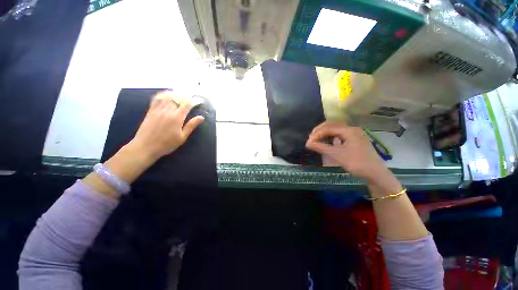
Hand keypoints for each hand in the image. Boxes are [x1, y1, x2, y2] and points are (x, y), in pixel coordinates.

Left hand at [128, 91, 204, 161]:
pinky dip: (162, 95)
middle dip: (185, 96)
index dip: (193, 101)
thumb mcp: (182, 137)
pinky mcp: (150, 111)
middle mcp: (167, 111)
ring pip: (167, 97)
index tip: (198, 101)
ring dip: (175, 94)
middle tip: (190, 97)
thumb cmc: (167, 144)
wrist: (145, 147)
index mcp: (177, 117)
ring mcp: (158, 110)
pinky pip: (156, 99)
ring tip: (180, 94)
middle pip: (177, 99)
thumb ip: (191, 125)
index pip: (187, 104)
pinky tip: (165, 95)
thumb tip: (201, 117)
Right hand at [305, 122, 391, 183]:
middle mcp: (352, 129)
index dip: (317, 134)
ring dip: (325, 133)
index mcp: (349, 130)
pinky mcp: (355, 140)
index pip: (328, 128)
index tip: (309, 142)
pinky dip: (332, 137)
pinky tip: (328, 142)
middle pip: (332, 125)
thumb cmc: (356, 163)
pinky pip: (340, 135)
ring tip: (317, 139)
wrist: (375, 174)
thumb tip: (307, 143)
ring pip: (336, 130)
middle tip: (311, 138)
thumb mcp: (336, 155)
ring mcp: (354, 134)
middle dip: (320, 131)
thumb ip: (321, 147)